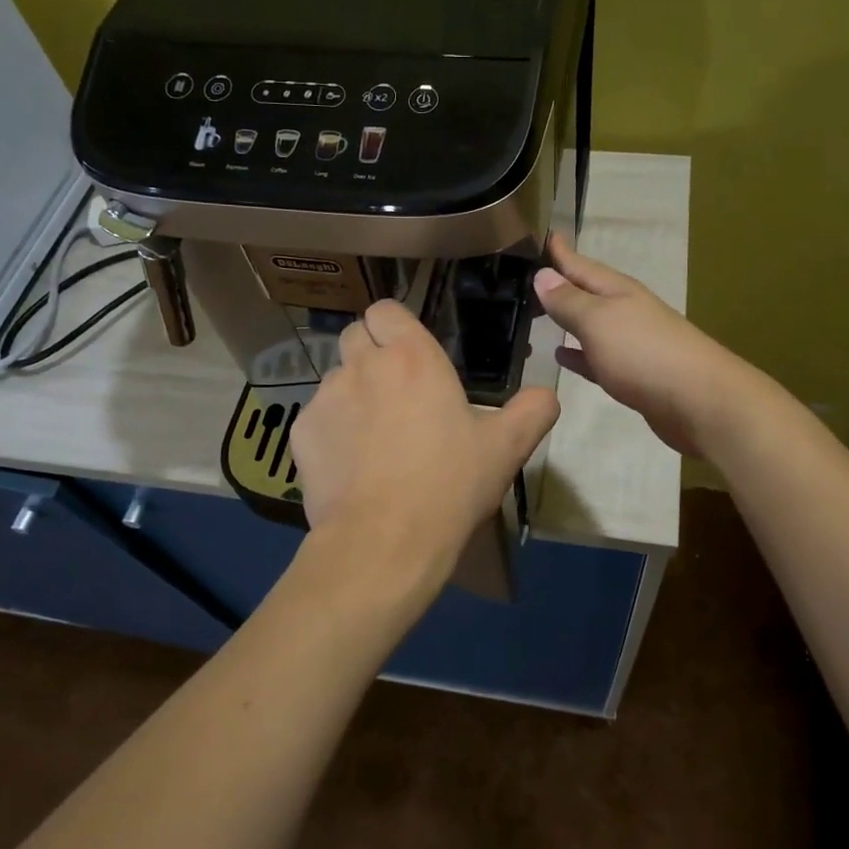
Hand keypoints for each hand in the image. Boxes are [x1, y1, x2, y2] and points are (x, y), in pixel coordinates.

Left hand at [290, 298, 560, 585]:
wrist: (385, 539)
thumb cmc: (450, 484)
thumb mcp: (506, 448)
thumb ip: (533, 411)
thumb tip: (547, 394)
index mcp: (412, 357)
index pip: (385, 309)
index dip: (394, 325)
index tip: (409, 352)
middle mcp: (364, 365)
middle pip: (355, 335)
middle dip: (371, 353)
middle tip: (395, 391)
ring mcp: (327, 397)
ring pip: (336, 378)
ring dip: (353, 393)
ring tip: (373, 436)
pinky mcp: (302, 432)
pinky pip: (316, 417)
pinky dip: (331, 430)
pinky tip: (350, 465)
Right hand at [533, 234, 758, 458]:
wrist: (699, 402)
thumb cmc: (644, 352)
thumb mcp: (598, 320)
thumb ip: (569, 300)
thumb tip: (542, 274)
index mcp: (618, 291)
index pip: (581, 265)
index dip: (560, 252)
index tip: (541, 234)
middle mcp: (625, 311)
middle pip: (587, 292)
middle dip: (560, 284)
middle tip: (526, 279)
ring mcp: (631, 344)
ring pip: (590, 325)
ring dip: (566, 320)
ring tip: (536, 315)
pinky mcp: (633, 376)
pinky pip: (596, 358)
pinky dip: (578, 354)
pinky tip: (561, 357)